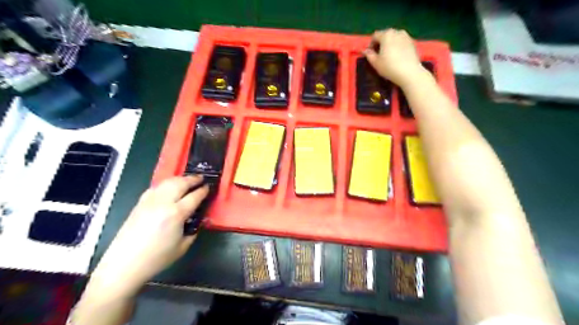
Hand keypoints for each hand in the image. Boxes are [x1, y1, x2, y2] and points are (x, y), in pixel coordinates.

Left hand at [87, 176, 207, 298]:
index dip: (203, 190)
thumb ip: (194, 229)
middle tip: (201, 179)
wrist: (124, 264)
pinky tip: (169, 188)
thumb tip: (198, 219)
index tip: (209, 187)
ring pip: (167, 182)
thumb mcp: (183, 246)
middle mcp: (163, 203)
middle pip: (181, 183)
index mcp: (176, 214)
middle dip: (193, 179)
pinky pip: (156, 188)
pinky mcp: (140, 203)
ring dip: (180, 179)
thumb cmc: (157, 258)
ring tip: (187, 180)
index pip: (194, 196)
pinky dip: (166, 184)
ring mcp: (150, 201)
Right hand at [363, 28, 425, 87]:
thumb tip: (365, 51)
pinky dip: (397, 46)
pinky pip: (401, 42)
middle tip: (378, 54)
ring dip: (389, 44)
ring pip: (394, 38)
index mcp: (386, 35)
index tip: (370, 54)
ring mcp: (406, 36)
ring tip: (388, 55)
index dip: (371, 44)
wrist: (409, 72)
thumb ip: (369, 55)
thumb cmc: (389, 67)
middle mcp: (396, 32)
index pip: (375, 36)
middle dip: (380, 43)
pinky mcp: (412, 42)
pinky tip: (396, 56)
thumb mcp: (375, 63)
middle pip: (385, 35)